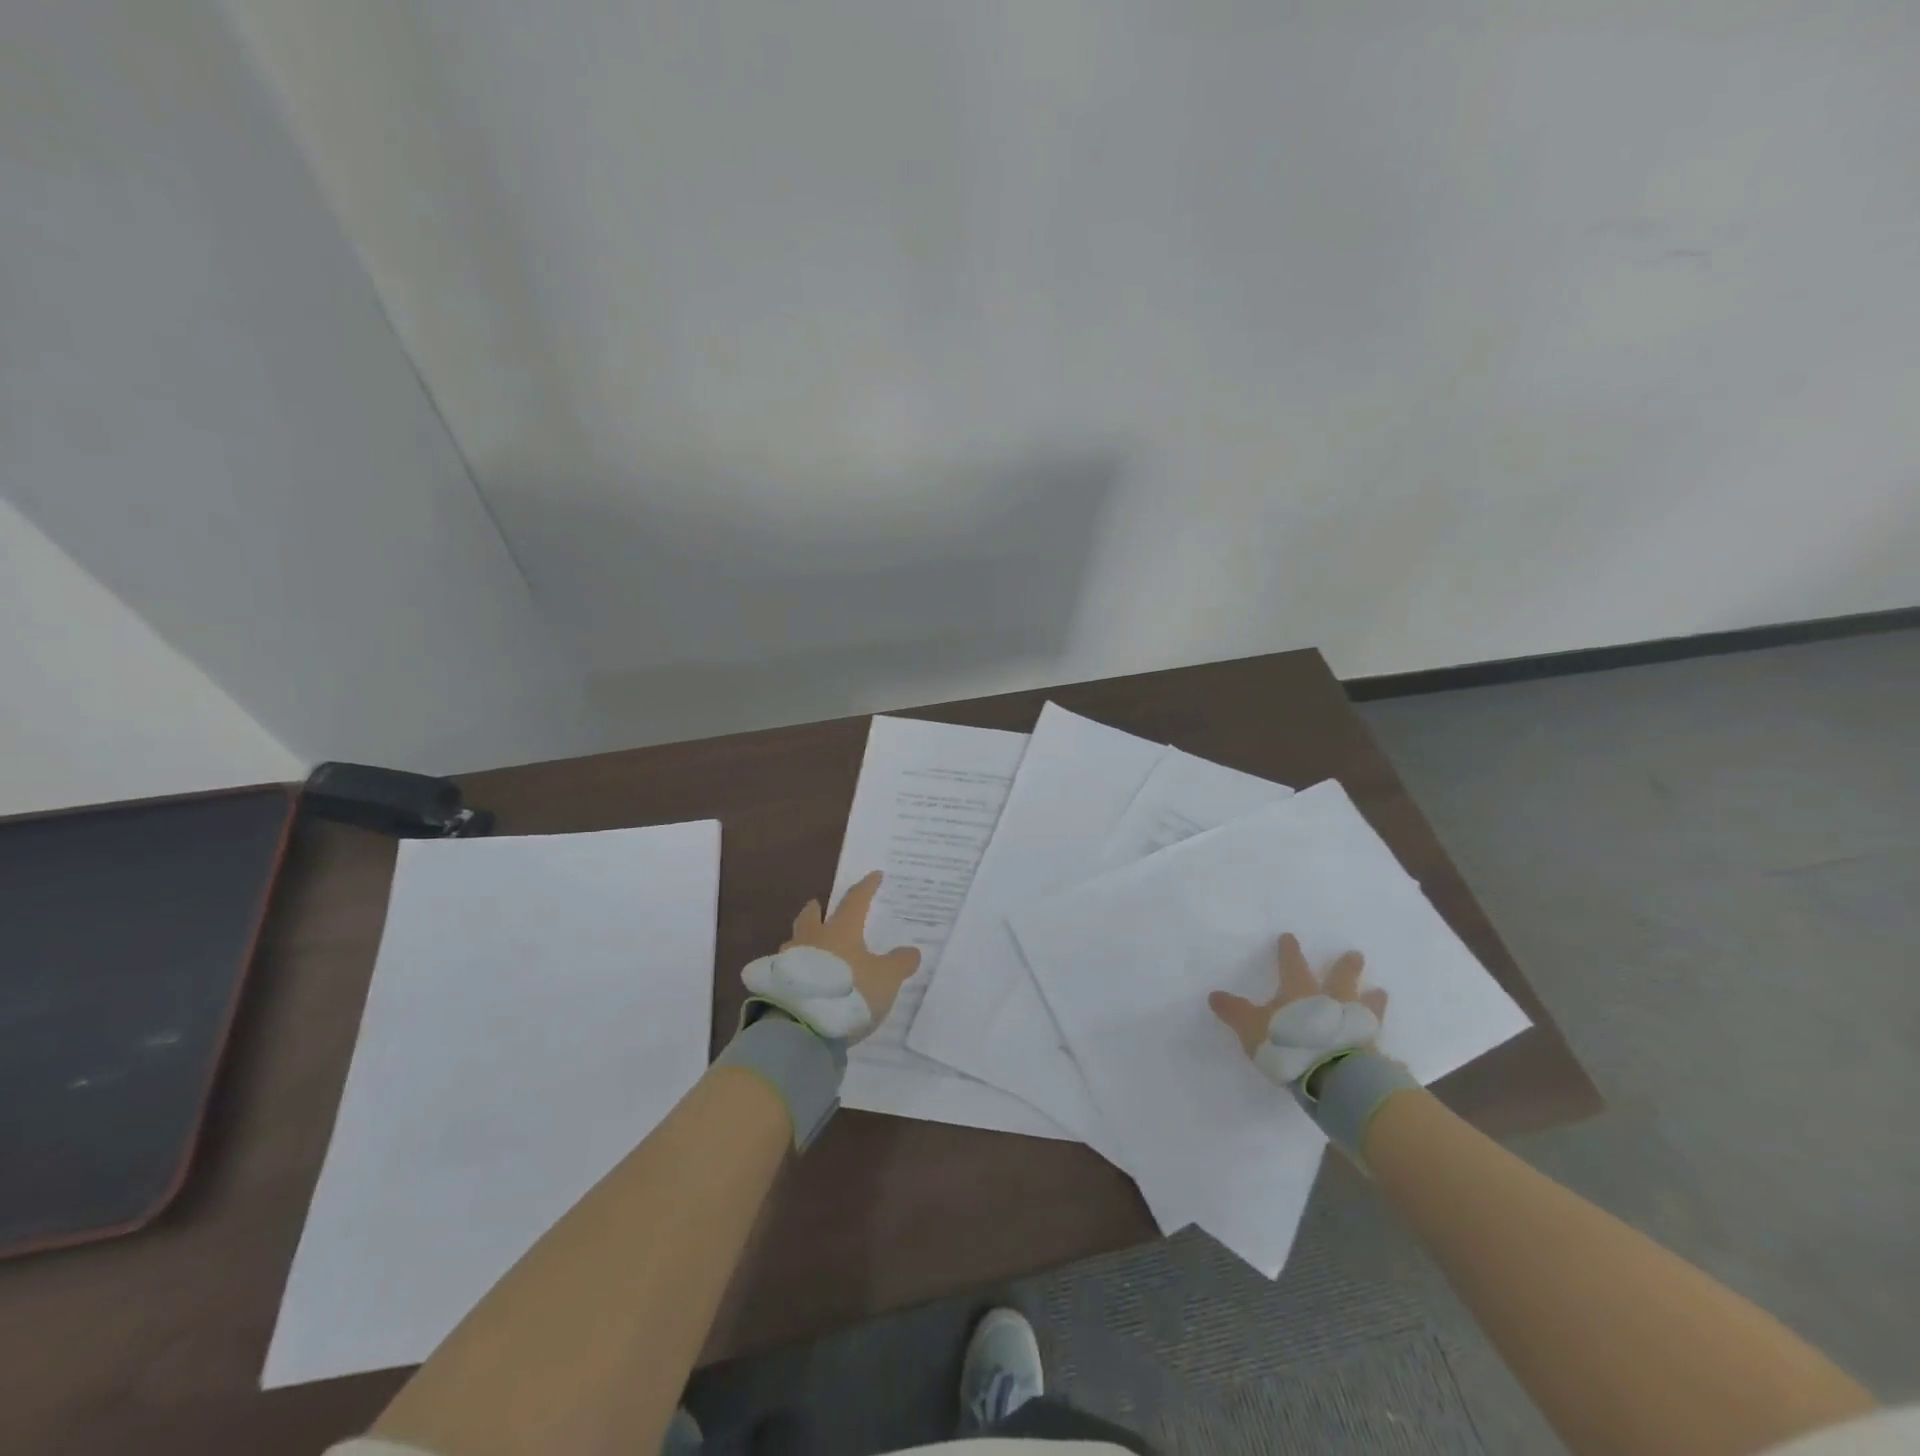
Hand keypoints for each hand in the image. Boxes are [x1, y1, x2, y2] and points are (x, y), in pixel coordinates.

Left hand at [741, 871, 920, 1042]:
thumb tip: (912, 951)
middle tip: (818, 905)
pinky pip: (785, 968)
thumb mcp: (885, 980)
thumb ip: (899, 964)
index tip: (874, 876)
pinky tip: (799, 978)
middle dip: (816, 909)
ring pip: (794, 941)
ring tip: (808, 945)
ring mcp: (789, 960)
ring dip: (801, 939)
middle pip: (811, 917)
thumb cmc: (849, 993)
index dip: (866, 888)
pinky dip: (793, 967)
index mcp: (841, 930)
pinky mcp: (775, 984)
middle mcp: (813, 938)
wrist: (801, 1026)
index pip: (855, 901)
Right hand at [1208, 933, 1387, 1087]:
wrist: (1334, 1077)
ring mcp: (1356, 1027)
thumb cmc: (1289, 1044)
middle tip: (1356, 954)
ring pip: (1367, 1007)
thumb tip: (1213, 995)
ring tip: (1381, 992)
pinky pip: (1380, 1049)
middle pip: (1341, 978)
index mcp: (1300, 991)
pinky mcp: (1373, 1054)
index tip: (1290, 937)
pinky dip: (1385, 1050)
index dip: (1289, 951)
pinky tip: (1394, 1055)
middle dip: (1346, 966)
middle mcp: (1332, 1002)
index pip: (1292, 964)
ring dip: (1373, 999)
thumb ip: (1234, 1012)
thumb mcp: (1252, 1027)